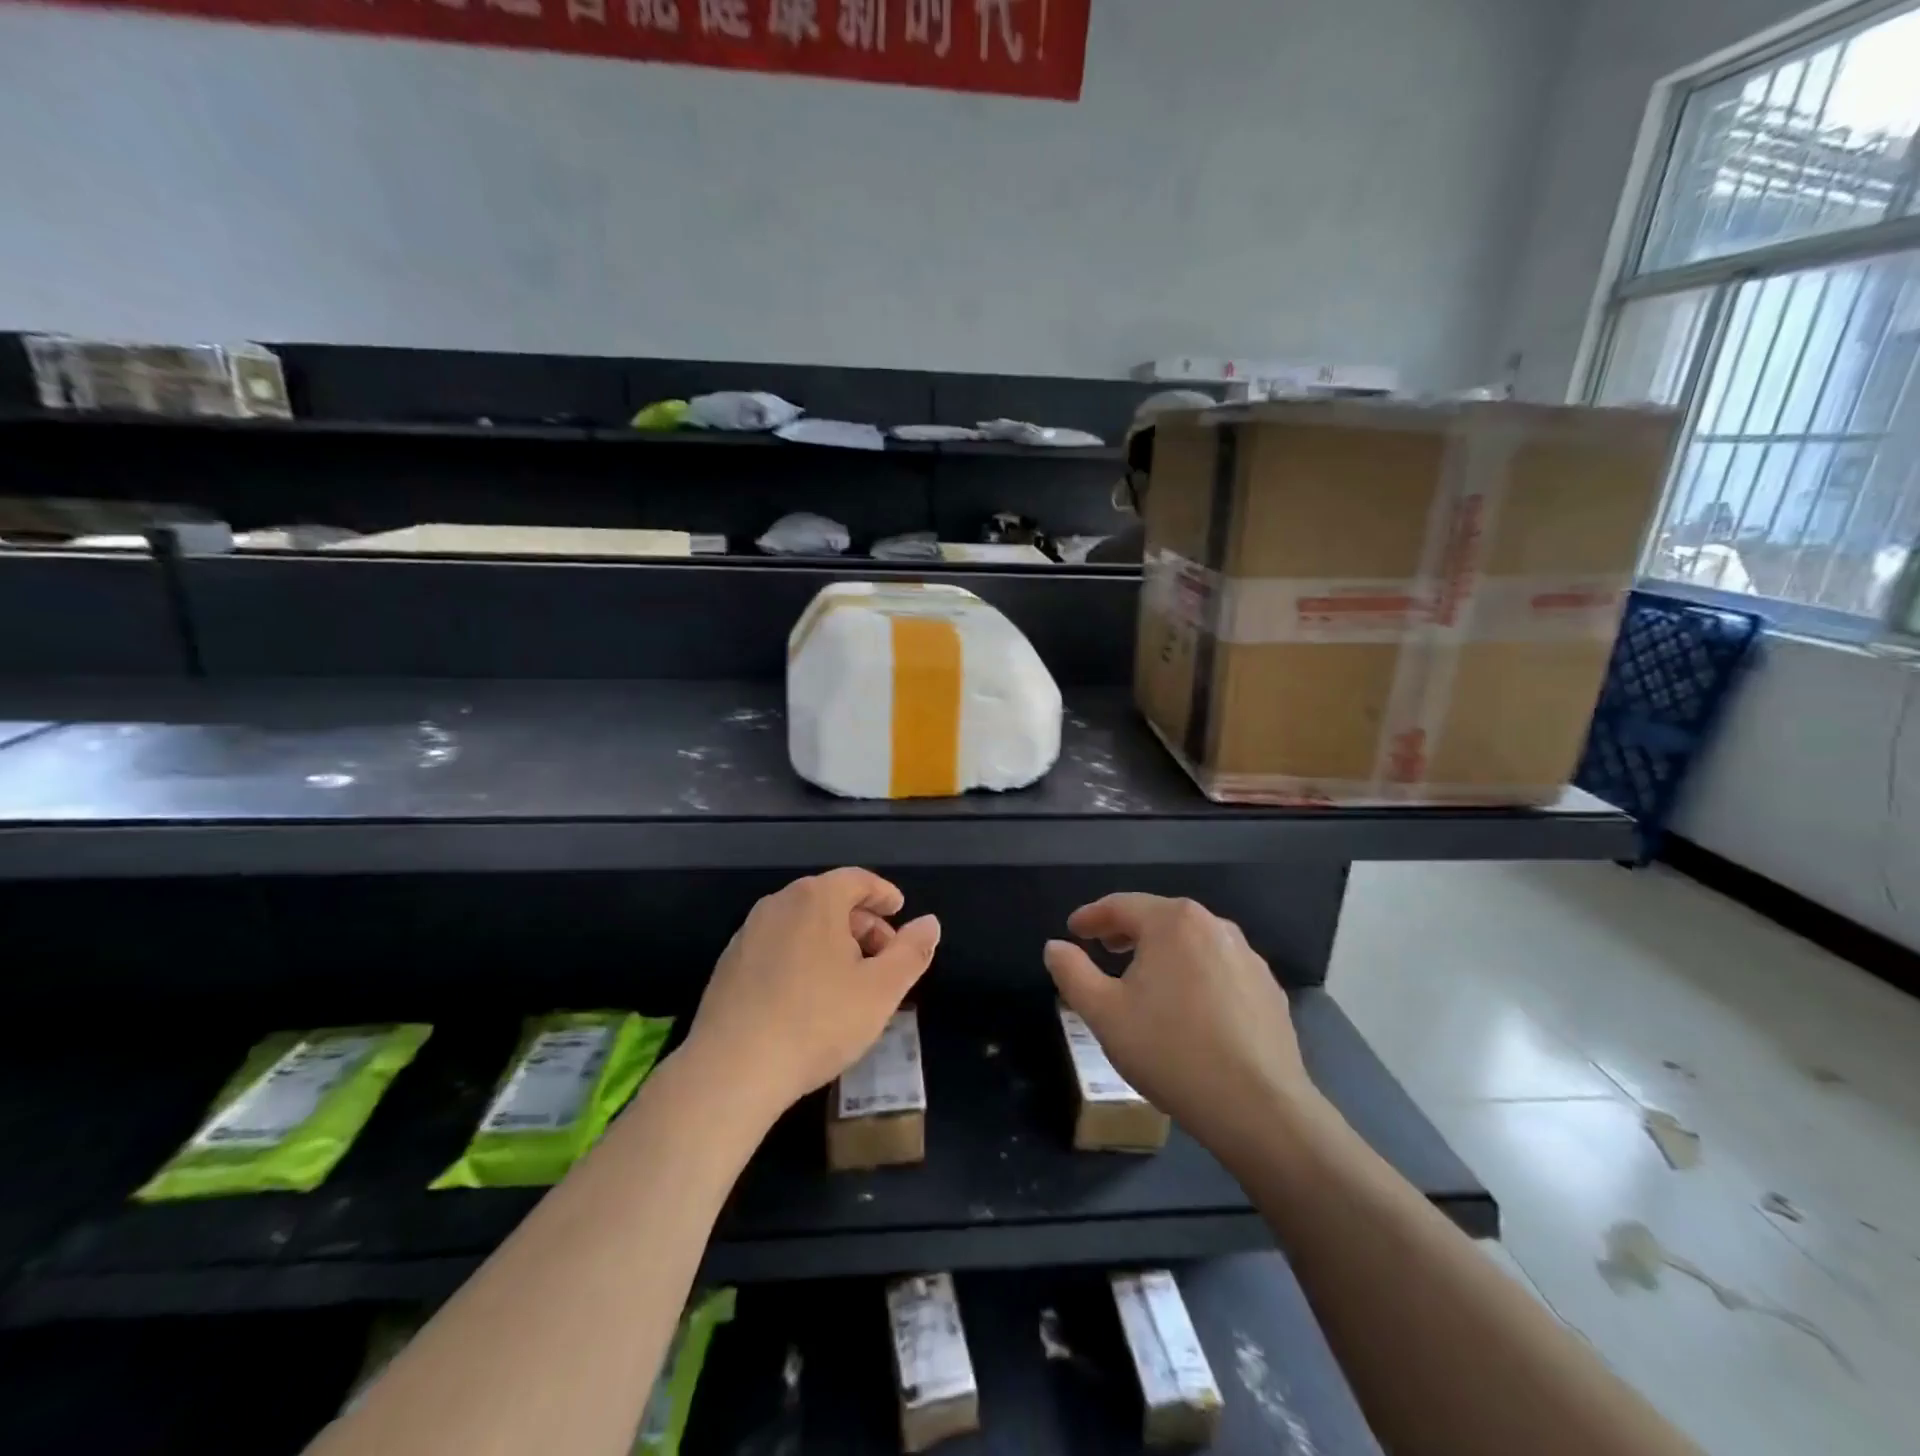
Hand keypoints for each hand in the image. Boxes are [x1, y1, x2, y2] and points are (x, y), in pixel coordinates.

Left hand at [687, 869, 940, 1116]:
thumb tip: (930, 923)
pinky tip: (810, 996)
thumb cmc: (818, 1022)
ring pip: (802, 924)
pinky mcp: (730, 964)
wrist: (732, 1069)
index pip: (858, 879)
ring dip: (832, 941)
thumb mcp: (881, 990)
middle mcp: (778, 904)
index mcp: (816, 899)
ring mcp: (748, 933)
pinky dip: (803, 956)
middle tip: (884, 955)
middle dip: (862, 922)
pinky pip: (778, 946)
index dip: (883, 893)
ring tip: (851, 978)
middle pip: (830, 899)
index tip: (899, 910)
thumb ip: (912, 952)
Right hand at [1043, 895, 1317, 1154]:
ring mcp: (1248, 958)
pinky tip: (1187, 1009)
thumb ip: (1072, 973)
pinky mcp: (1268, 990)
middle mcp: (1214, 926)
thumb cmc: (1171, 1052)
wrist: (1259, 1109)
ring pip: (1191, 943)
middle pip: (1159, 918)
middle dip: (1126, 930)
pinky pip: (1218, 969)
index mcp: (1173, 922)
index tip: (1073, 929)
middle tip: (1103, 949)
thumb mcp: (1104, 1014)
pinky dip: (1194, 975)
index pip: (1121, 905)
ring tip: (1143, 979)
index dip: (1091, 916)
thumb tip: (1055, 947)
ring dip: (1161, 952)